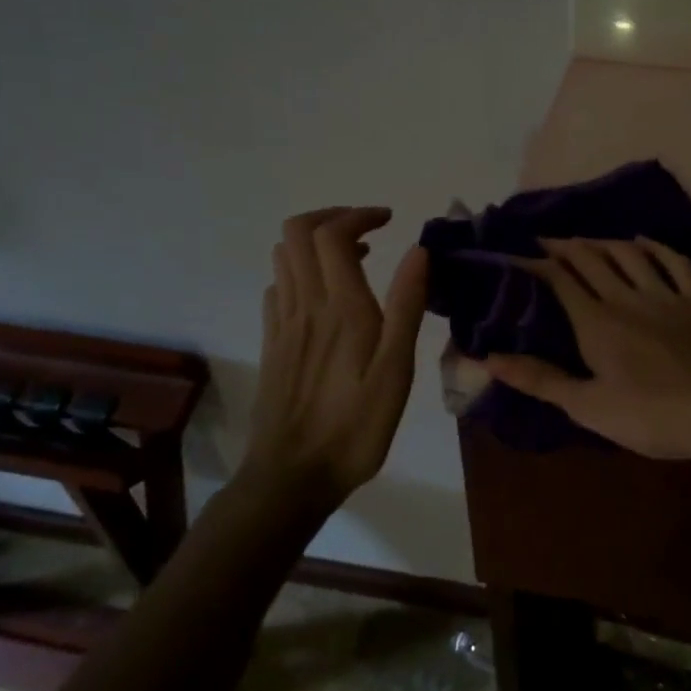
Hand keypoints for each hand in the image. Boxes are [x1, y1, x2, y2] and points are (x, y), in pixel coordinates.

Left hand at [247, 207, 429, 502]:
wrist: (292, 476)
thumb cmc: (356, 426)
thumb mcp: (396, 371)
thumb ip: (407, 306)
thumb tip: (419, 251)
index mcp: (341, 308)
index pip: (333, 234)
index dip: (359, 215)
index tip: (389, 220)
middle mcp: (305, 305)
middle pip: (297, 232)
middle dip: (331, 217)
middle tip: (367, 230)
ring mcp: (282, 324)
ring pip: (282, 256)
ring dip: (314, 242)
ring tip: (352, 258)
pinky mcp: (272, 343)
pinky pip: (277, 287)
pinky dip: (299, 272)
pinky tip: (323, 295)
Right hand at [481, 236, 690, 462]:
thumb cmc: (650, 416)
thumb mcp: (587, 406)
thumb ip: (539, 379)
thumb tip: (488, 358)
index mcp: (596, 322)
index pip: (559, 279)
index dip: (536, 263)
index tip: (516, 254)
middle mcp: (626, 297)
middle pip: (591, 258)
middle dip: (564, 246)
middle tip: (546, 240)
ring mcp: (665, 294)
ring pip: (628, 254)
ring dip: (603, 242)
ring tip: (586, 239)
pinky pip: (674, 262)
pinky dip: (655, 247)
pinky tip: (643, 241)